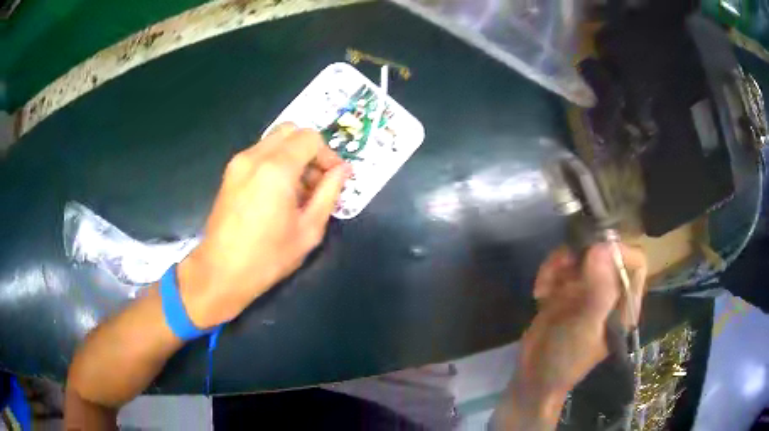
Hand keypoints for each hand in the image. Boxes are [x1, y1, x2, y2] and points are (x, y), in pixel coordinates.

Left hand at [177, 123, 349, 327]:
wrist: (220, 272)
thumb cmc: (268, 257)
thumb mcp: (309, 230)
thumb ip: (329, 194)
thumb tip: (343, 170)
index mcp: (277, 169)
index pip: (310, 138)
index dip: (328, 154)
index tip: (333, 178)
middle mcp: (255, 156)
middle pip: (291, 131)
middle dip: (310, 150)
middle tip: (316, 181)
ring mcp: (238, 162)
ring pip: (275, 140)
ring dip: (293, 156)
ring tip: (297, 191)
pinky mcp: (230, 172)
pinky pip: (260, 153)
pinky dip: (275, 162)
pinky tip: (277, 193)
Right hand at [505, 244, 646, 425]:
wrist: (534, 376)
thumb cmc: (567, 357)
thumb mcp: (586, 326)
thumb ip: (599, 289)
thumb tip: (603, 246)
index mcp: (623, 302)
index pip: (635, 263)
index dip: (619, 251)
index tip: (593, 252)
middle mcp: (608, 291)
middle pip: (604, 252)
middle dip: (581, 255)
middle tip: (562, 266)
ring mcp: (586, 289)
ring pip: (579, 255)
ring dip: (559, 264)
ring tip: (545, 286)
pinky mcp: (565, 290)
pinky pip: (560, 266)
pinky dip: (548, 274)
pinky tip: (539, 293)